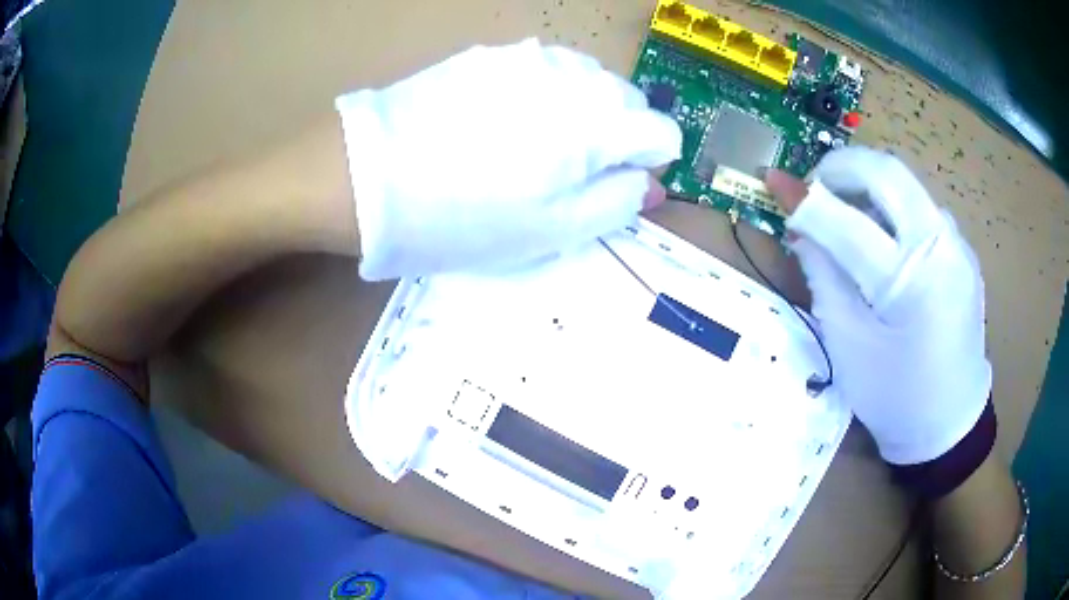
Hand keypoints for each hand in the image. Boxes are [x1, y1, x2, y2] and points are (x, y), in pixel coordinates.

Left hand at [335, 38, 680, 280]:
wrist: (366, 178)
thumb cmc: (463, 218)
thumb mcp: (552, 232)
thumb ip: (617, 202)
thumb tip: (650, 182)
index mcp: (598, 123)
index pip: (663, 132)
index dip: (648, 163)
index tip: (616, 185)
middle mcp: (573, 76)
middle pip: (629, 102)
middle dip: (616, 136)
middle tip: (569, 173)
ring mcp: (527, 57)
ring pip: (587, 81)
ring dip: (581, 111)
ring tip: (534, 146)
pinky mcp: (488, 55)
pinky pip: (542, 70)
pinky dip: (543, 95)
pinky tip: (502, 121)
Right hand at [766, 147, 990, 464]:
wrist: (949, 424)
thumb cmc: (894, 397)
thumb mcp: (848, 343)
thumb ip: (824, 276)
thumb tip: (801, 228)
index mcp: (909, 280)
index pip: (847, 220)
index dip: (805, 198)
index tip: (775, 182)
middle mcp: (940, 246)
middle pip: (887, 172)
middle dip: (844, 167)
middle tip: (817, 188)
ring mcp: (958, 245)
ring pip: (907, 186)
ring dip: (870, 187)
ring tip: (847, 217)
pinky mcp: (963, 252)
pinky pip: (923, 210)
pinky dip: (894, 209)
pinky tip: (884, 241)